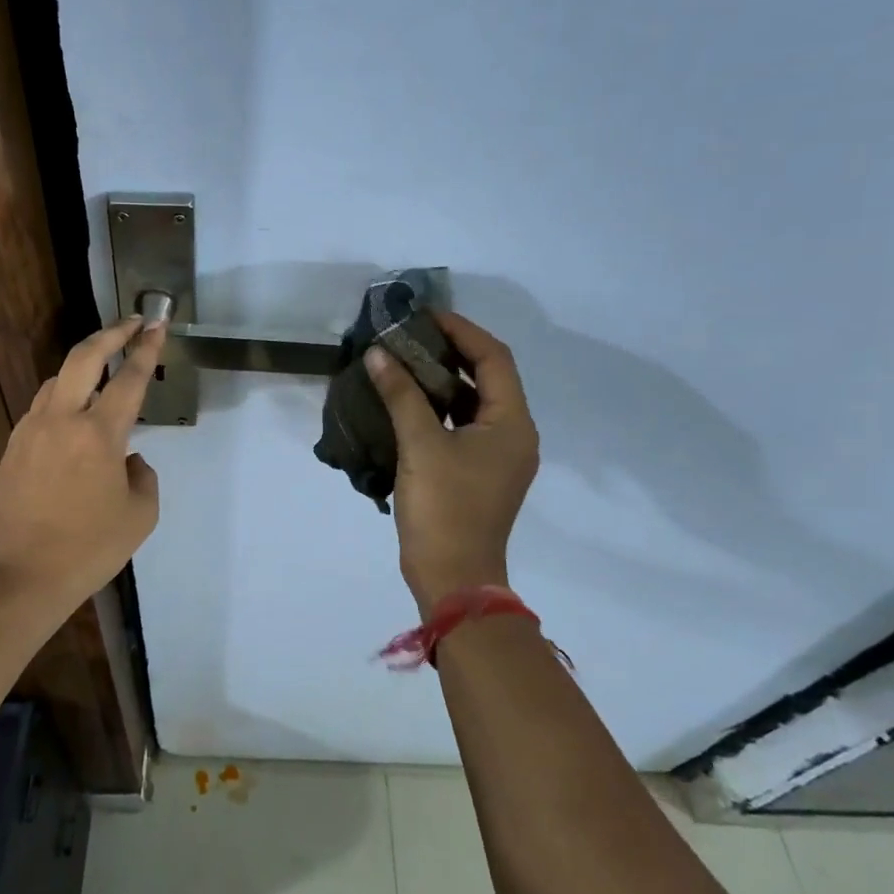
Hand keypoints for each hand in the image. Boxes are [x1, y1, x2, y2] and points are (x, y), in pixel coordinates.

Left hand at [0, 317, 164, 613]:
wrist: (20, 576)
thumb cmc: (88, 549)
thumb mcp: (140, 515)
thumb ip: (142, 475)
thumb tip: (128, 459)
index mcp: (99, 434)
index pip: (129, 378)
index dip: (147, 348)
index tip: (157, 323)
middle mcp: (62, 419)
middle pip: (84, 356)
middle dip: (111, 332)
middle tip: (131, 322)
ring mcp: (32, 429)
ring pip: (59, 379)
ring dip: (84, 366)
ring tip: (104, 370)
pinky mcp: (14, 446)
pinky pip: (43, 407)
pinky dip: (64, 397)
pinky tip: (74, 415)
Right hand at [365, 311, 539, 611]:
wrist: (453, 577)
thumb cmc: (444, 508)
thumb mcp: (420, 446)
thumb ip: (401, 395)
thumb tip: (379, 353)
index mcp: (512, 424)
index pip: (494, 358)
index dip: (462, 331)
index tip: (425, 316)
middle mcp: (514, 435)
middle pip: (487, 378)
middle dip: (451, 353)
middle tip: (411, 336)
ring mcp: (498, 457)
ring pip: (473, 403)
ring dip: (442, 381)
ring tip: (404, 362)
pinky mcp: (478, 474)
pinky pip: (462, 427)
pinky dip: (438, 409)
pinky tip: (406, 403)